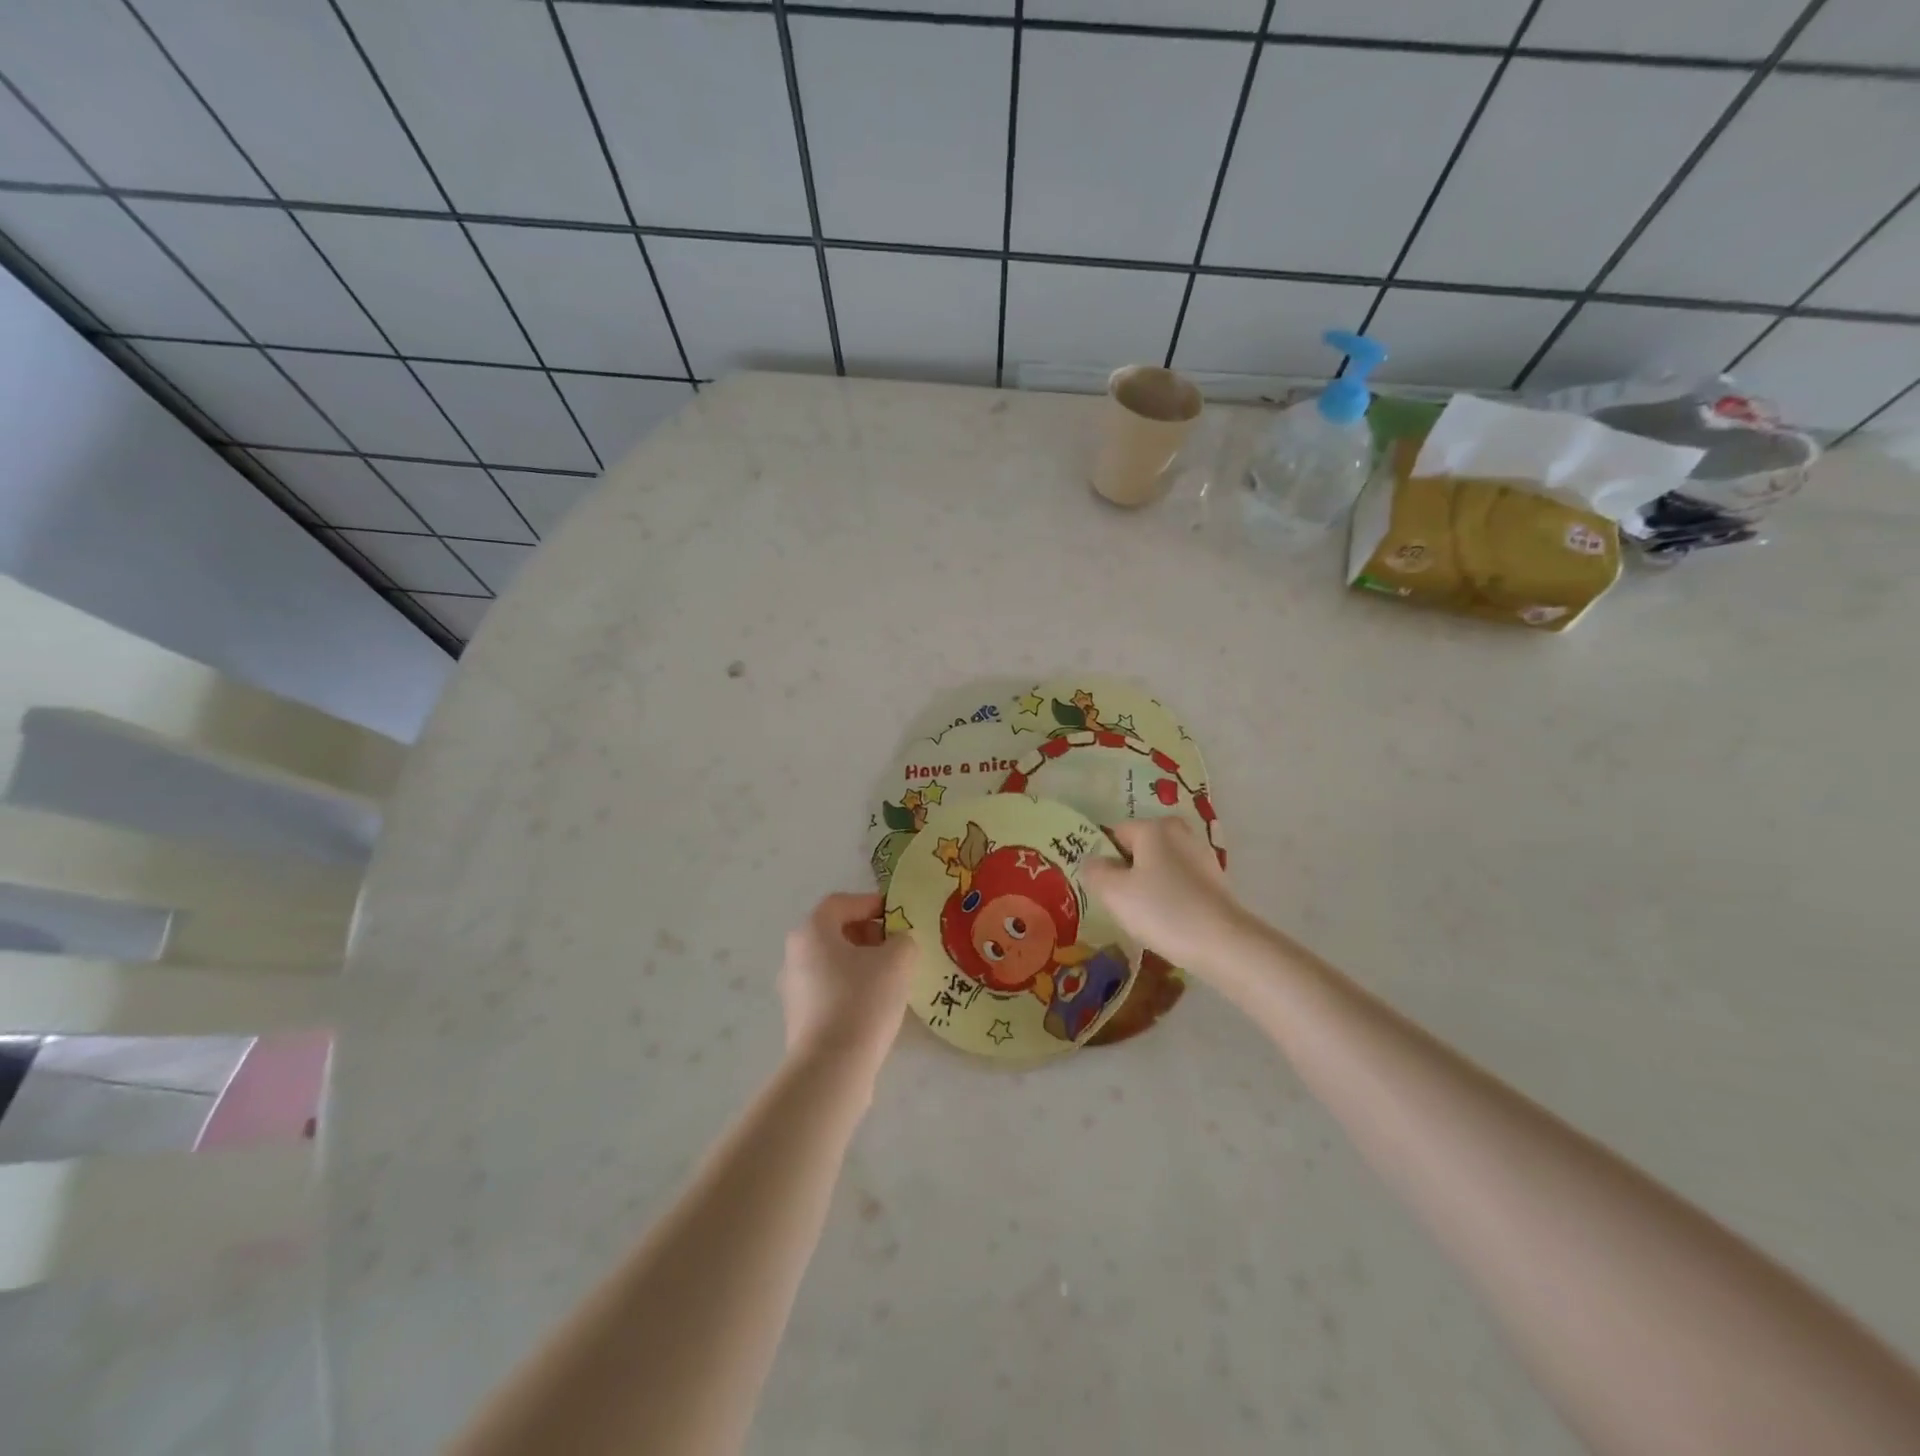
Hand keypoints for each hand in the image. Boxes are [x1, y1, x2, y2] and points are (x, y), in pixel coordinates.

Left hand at [779, 893, 915, 1077]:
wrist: (832, 1067)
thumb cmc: (863, 1000)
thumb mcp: (897, 960)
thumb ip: (903, 941)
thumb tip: (898, 943)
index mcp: (812, 931)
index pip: (841, 903)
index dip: (871, 903)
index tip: (897, 916)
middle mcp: (795, 955)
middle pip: (834, 932)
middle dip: (868, 934)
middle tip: (896, 947)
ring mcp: (793, 989)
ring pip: (831, 962)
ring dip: (860, 962)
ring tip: (890, 978)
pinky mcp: (799, 1018)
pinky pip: (828, 989)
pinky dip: (850, 987)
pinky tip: (874, 1005)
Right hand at [1082, 819, 1252, 976]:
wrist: (1224, 944)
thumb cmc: (1163, 910)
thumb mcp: (1113, 892)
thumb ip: (1094, 871)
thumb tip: (1093, 862)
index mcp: (1154, 827)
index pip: (1115, 834)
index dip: (1102, 860)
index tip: (1100, 889)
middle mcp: (1180, 832)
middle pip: (1138, 849)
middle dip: (1125, 873)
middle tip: (1118, 904)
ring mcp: (1201, 855)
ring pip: (1159, 867)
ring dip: (1147, 886)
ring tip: (1143, 917)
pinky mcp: (1215, 880)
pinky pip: (1179, 883)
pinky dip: (1169, 897)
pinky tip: (1167, 921)